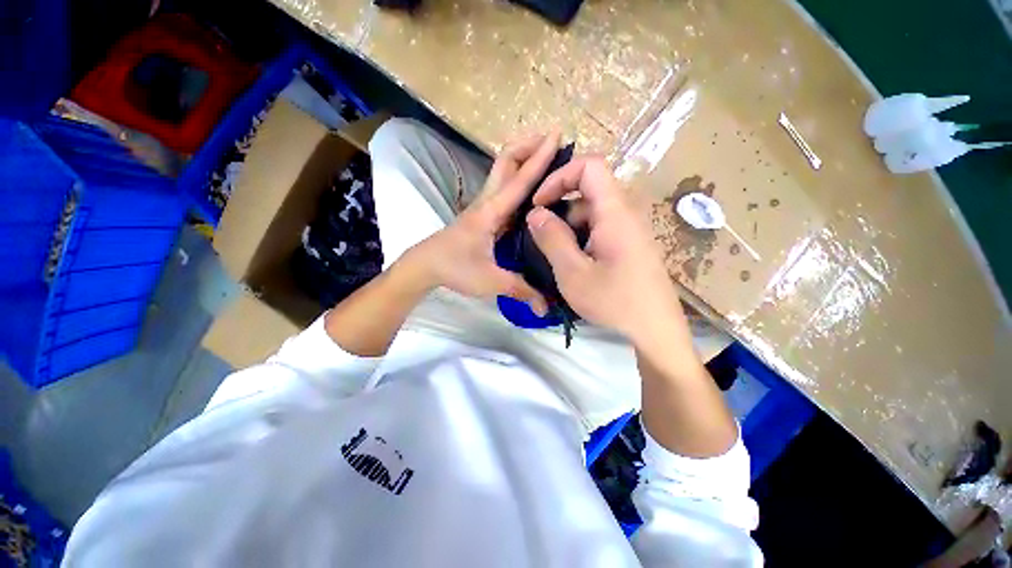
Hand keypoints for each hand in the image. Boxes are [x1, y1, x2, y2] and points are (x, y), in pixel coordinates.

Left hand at [405, 131, 563, 314]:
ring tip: (546, 156)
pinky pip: (504, 190)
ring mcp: (484, 207)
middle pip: (506, 162)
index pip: (519, 180)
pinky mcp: (483, 215)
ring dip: (523, 159)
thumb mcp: (490, 281)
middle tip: (552, 138)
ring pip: (503, 172)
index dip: (540, 158)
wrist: (425, 265)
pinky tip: (531, 189)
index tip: (557, 135)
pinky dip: (518, 180)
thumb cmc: (454, 268)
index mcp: (491, 212)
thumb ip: (521, 290)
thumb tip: (546, 307)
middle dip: (528, 145)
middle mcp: (488, 202)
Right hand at [525, 157, 690, 346]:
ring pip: (591, 214)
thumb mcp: (573, 273)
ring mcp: (629, 230)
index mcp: (615, 212)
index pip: (590, 166)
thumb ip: (552, 239)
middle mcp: (626, 213)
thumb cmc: (614, 301)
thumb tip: (535, 213)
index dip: (559, 177)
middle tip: (540, 236)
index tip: (539, 203)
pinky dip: (580, 239)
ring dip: (568, 229)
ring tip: (554, 257)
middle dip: (559, 209)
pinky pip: (600, 230)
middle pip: (588, 192)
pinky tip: (573, 264)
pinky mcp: (629, 245)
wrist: (656, 330)